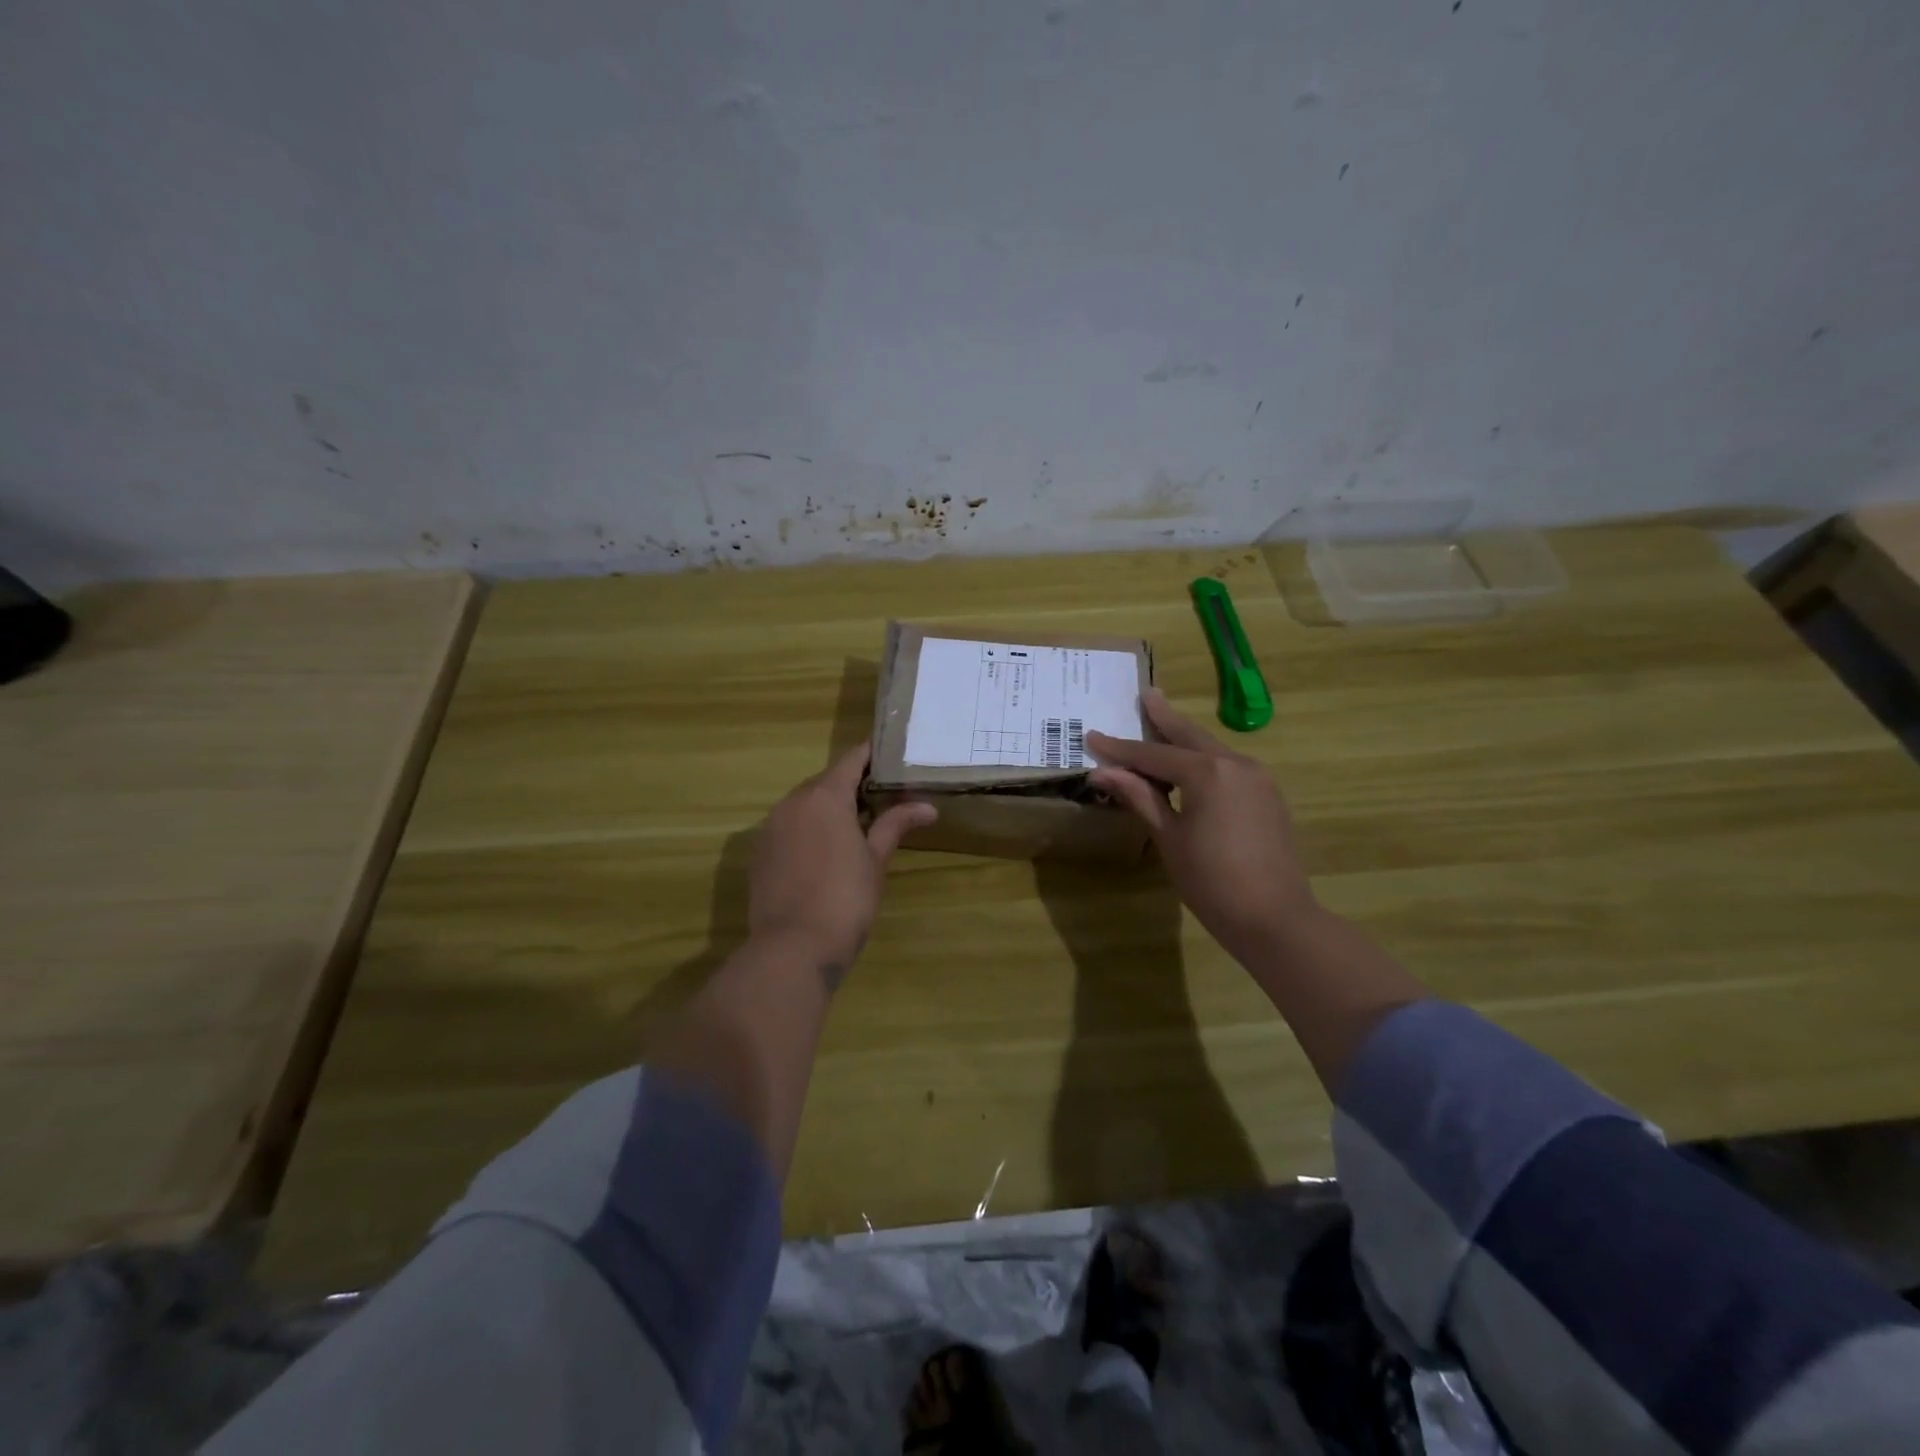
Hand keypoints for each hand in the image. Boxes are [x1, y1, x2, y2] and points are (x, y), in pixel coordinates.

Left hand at [747, 742, 935, 986]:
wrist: (793, 948)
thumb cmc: (845, 899)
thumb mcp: (876, 860)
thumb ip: (895, 825)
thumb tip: (927, 807)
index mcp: (824, 797)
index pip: (851, 760)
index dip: (871, 753)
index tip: (891, 751)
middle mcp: (792, 802)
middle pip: (826, 781)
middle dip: (852, 784)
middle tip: (882, 795)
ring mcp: (770, 827)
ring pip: (804, 804)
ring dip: (828, 807)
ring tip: (856, 824)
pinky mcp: (759, 852)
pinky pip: (788, 827)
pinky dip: (807, 828)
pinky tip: (824, 851)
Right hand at [1086, 690, 1315, 964]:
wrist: (1276, 919)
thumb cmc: (1212, 881)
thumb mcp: (1169, 838)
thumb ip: (1140, 797)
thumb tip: (1104, 772)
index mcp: (1207, 772)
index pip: (1153, 753)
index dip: (1120, 748)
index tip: (1092, 736)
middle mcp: (1236, 763)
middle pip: (1190, 735)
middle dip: (1165, 717)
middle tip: (1147, 695)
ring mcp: (1258, 778)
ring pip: (1213, 749)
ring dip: (1186, 739)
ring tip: (1164, 724)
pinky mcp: (1269, 796)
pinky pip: (1229, 767)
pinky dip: (1205, 760)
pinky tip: (1193, 765)